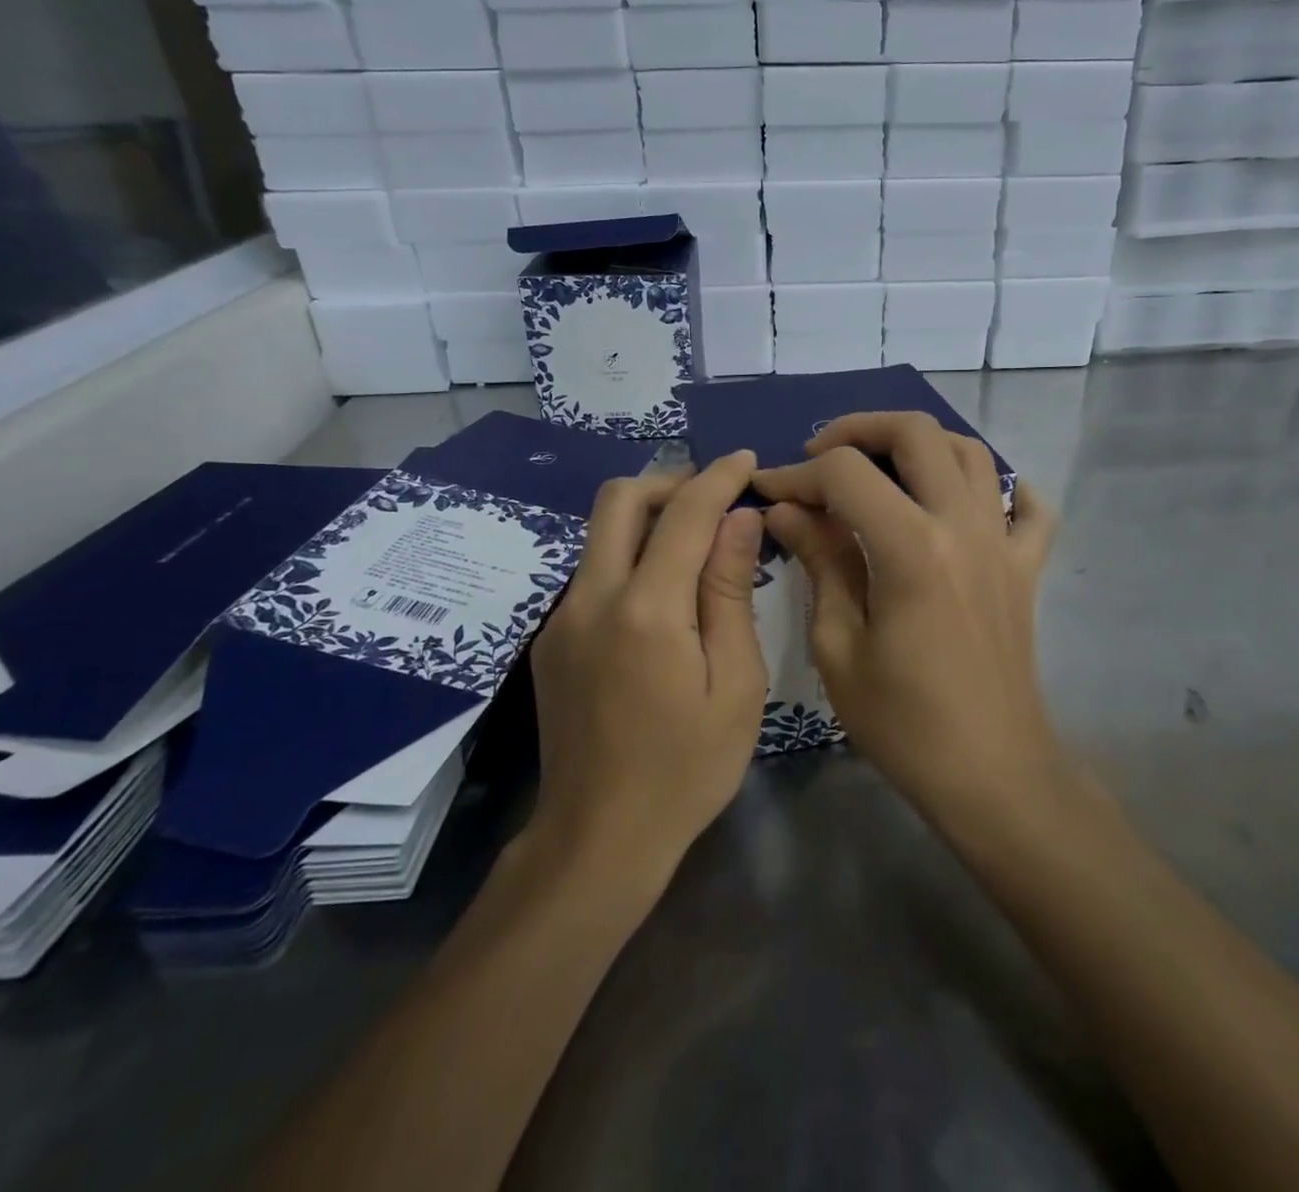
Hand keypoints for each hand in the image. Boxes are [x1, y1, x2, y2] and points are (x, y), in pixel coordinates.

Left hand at [527, 453, 767, 889]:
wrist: (598, 838)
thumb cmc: (686, 769)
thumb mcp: (735, 685)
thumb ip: (730, 592)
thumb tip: (740, 521)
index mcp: (646, 610)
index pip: (684, 513)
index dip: (719, 478)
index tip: (747, 461)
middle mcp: (592, 598)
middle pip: (620, 499)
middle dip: (671, 481)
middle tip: (715, 498)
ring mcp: (562, 617)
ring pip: (599, 531)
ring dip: (647, 515)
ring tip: (695, 538)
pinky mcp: (551, 639)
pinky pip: (592, 570)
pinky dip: (629, 553)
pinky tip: (662, 590)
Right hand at [753, 413, 1059, 825]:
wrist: (991, 773)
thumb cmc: (904, 723)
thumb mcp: (839, 647)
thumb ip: (819, 563)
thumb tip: (787, 511)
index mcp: (912, 548)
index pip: (846, 475)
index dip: (797, 475)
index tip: (768, 492)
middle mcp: (964, 526)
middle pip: (916, 433)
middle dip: (857, 430)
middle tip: (820, 457)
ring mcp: (1003, 542)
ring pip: (970, 452)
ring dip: (920, 444)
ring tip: (881, 467)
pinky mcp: (1025, 567)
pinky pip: (1026, 507)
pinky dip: (999, 488)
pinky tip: (969, 501)